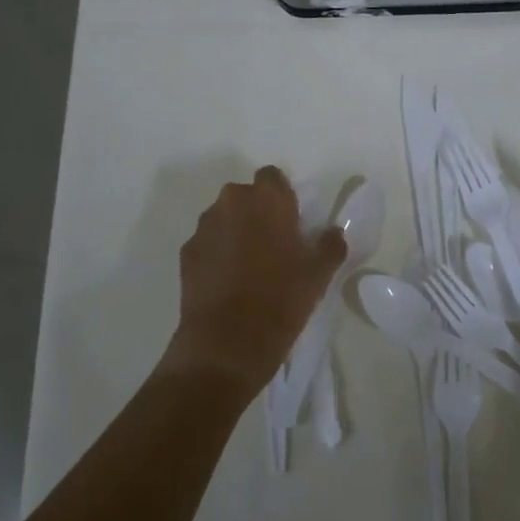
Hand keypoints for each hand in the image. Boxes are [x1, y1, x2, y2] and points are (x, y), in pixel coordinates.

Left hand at [163, 166, 347, 396]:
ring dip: (236, 232)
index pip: (273, 177)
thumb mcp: (319, 274)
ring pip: (224, 218)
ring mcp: (204, 228)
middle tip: (275, 246)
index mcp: (266, 199)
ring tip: (250, 268)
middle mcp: (231, 203)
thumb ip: (330, 245)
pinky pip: (208, 243)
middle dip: (257, 213)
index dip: (283, 197)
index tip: (292, 224)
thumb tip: (333, 232)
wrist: (226, 343)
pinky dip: (217, 254)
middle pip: (246, 196)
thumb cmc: (280, 300)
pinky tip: (229, 283)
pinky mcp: (186, 254)